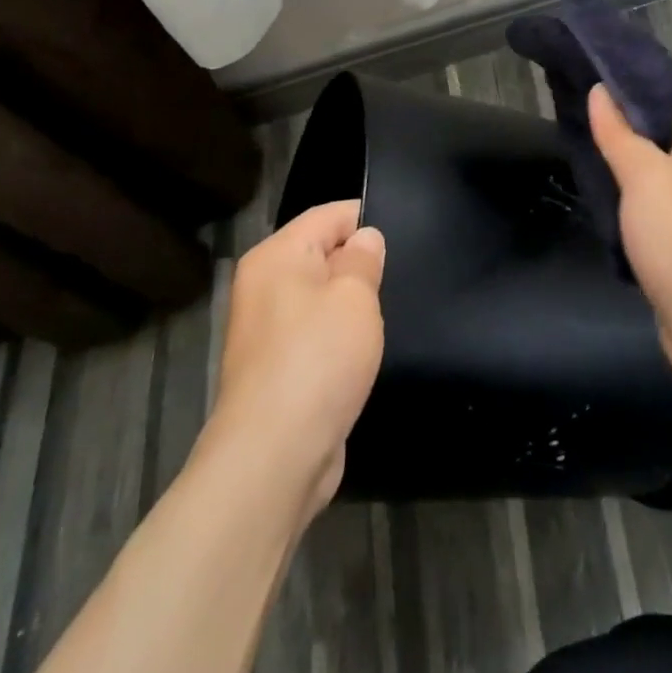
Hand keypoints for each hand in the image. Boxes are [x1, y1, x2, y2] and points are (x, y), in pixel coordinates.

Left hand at [205, 200, 384, 516]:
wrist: (274, 457)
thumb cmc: (317, 359)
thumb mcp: (354, 296)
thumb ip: (363, 258)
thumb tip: (365, 238)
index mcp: (275, 256)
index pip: (328, 215)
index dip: (367, 219)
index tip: (408, 234)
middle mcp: (263, 286)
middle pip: (322, 255)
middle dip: (360, 264)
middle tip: (403, 275)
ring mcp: (266, 331)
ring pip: (320, 298)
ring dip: (351, 306)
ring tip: (389, 311)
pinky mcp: (276, 370)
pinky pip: (315, 335)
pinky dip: (339, 339)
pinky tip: (365, 351)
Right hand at [588, 84, 671, 398]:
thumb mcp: (645, 175)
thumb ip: (619, 132)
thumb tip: (600, 90)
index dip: (637, 76)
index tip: (594, 67)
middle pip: (664, 127)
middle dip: (623, 115)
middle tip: (576, 101)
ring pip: (656, 165)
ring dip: (624, 154)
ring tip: (580, 137)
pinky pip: (654, 200)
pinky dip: (629, 191)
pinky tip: (600, 188)